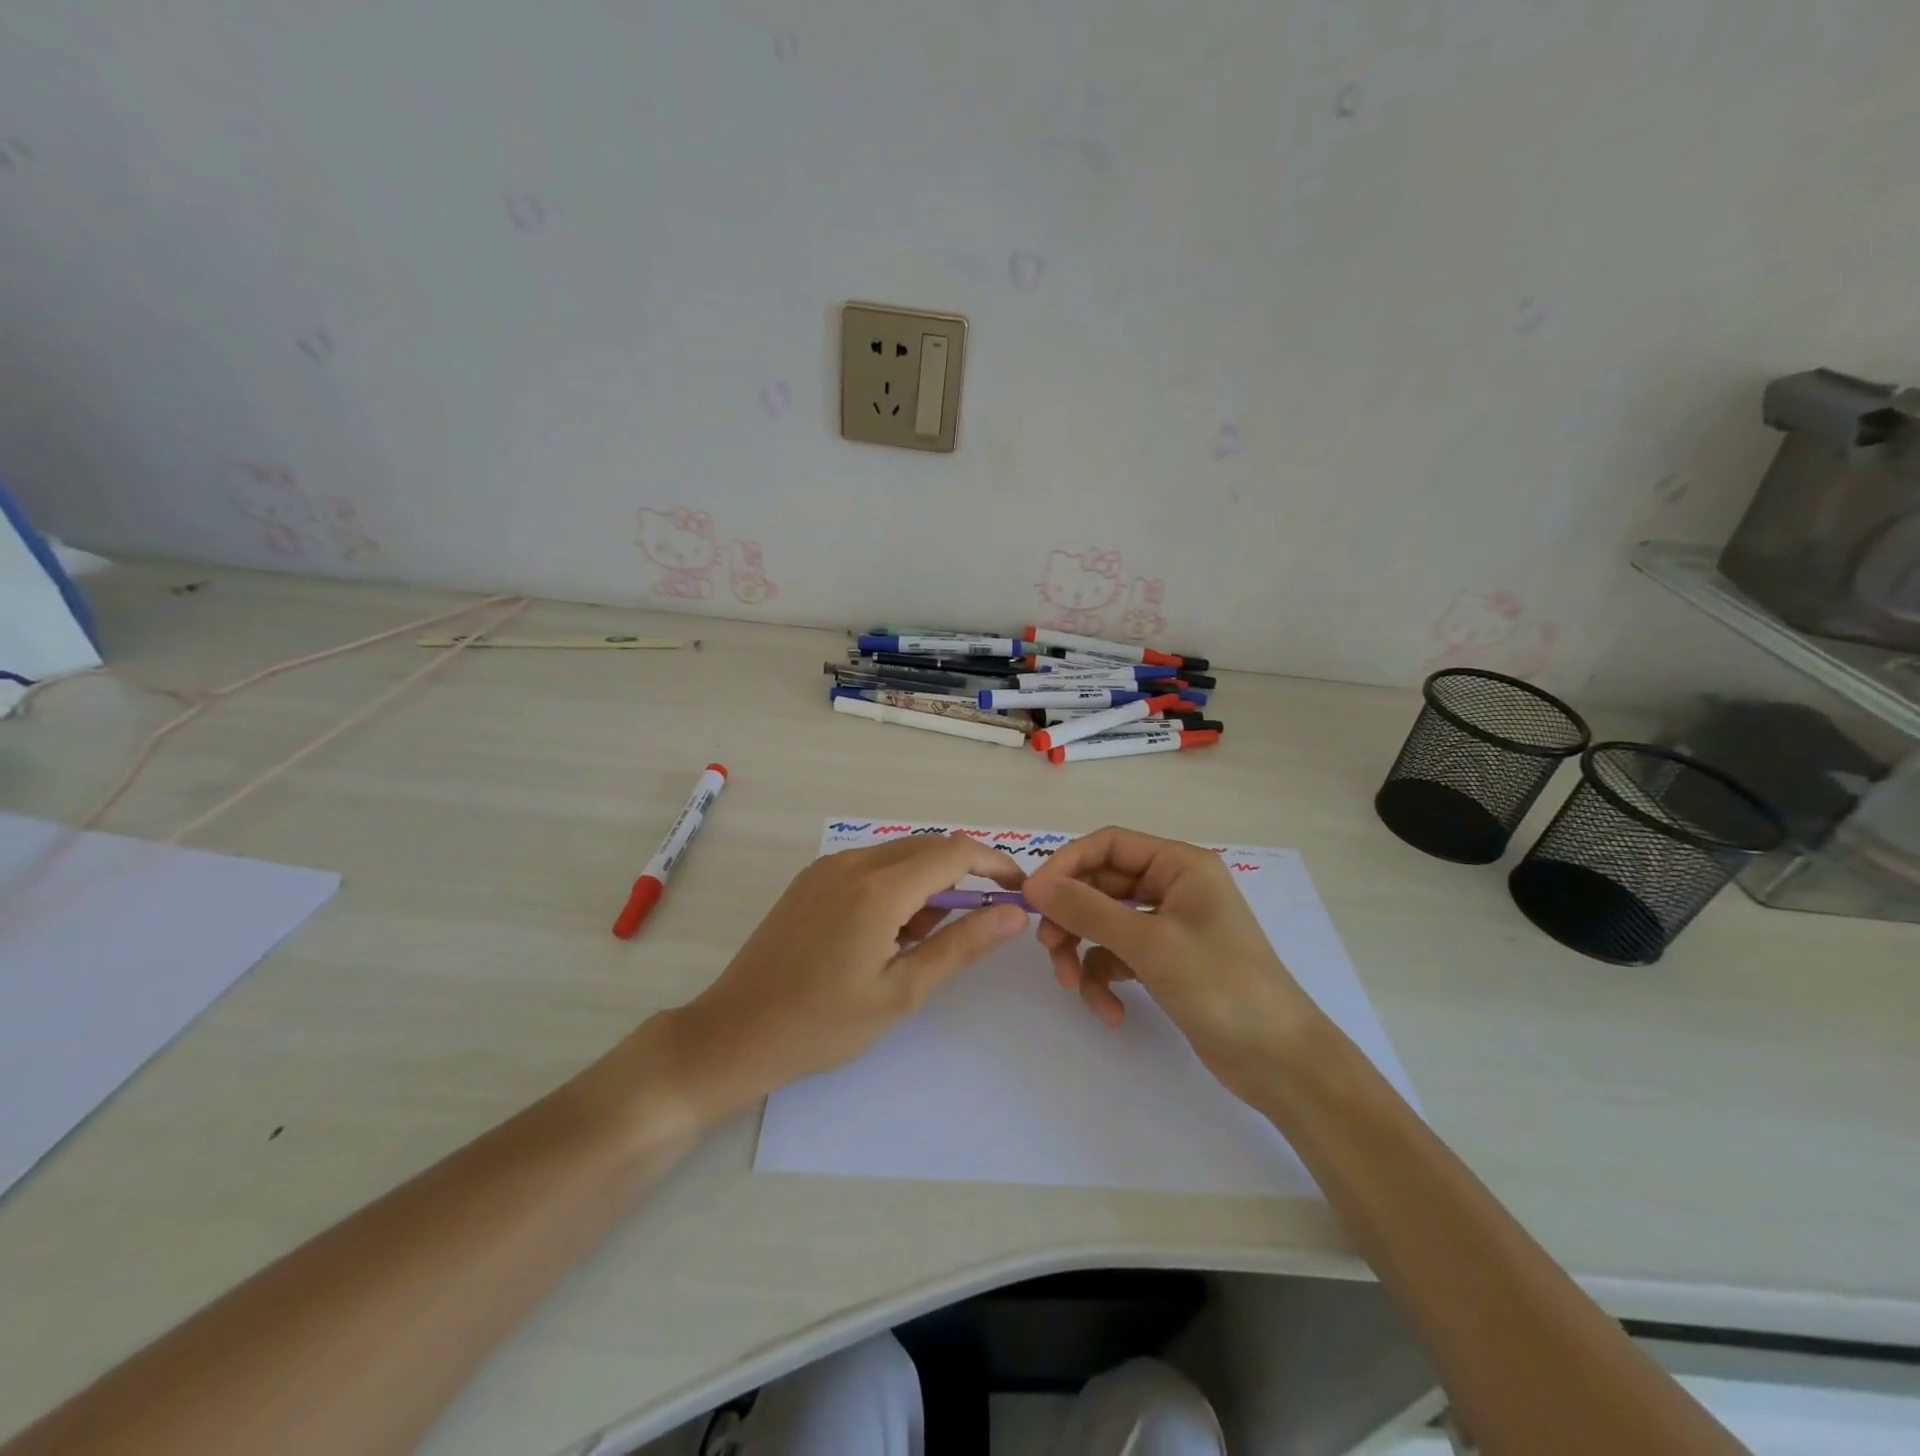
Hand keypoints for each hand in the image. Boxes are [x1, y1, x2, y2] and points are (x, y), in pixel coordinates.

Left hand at [659, 834, 1028, 1119]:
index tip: (1019, 892)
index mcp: (878, 888)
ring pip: (899, 856)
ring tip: (921, 942)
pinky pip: (870, 866)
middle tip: (977, 924)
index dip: (996, 864)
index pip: (955, 852)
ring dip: (928, 883)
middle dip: (964, 875)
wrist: (733, 1034)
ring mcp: (826, 868)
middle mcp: (852, 862)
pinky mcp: (810, 880)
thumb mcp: (902, 992)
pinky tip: (887, 933)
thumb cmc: (822, 1024)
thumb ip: (961, 945)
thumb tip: (1015, 914)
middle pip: (928, 847)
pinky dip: (896, 886)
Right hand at [1021, 826, 1321, 1099]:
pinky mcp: (1166, 963)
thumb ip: (1087, 910)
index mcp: (1179, 865)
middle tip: (1049, 948)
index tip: (1033, 897)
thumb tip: (1034, 885)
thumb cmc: (1220, 985)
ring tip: (1075, 987)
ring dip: (1084, 954)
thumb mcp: (1148, 944)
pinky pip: (1120, 957)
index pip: (1108, 845)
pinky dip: (1107, 981)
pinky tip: (1111, 1013)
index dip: (1066, 865)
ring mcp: (1170, 926)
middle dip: (1072, 918)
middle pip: (1101, 886)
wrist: (1280, 1062)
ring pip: (1105, 924)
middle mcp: (1173, 887)